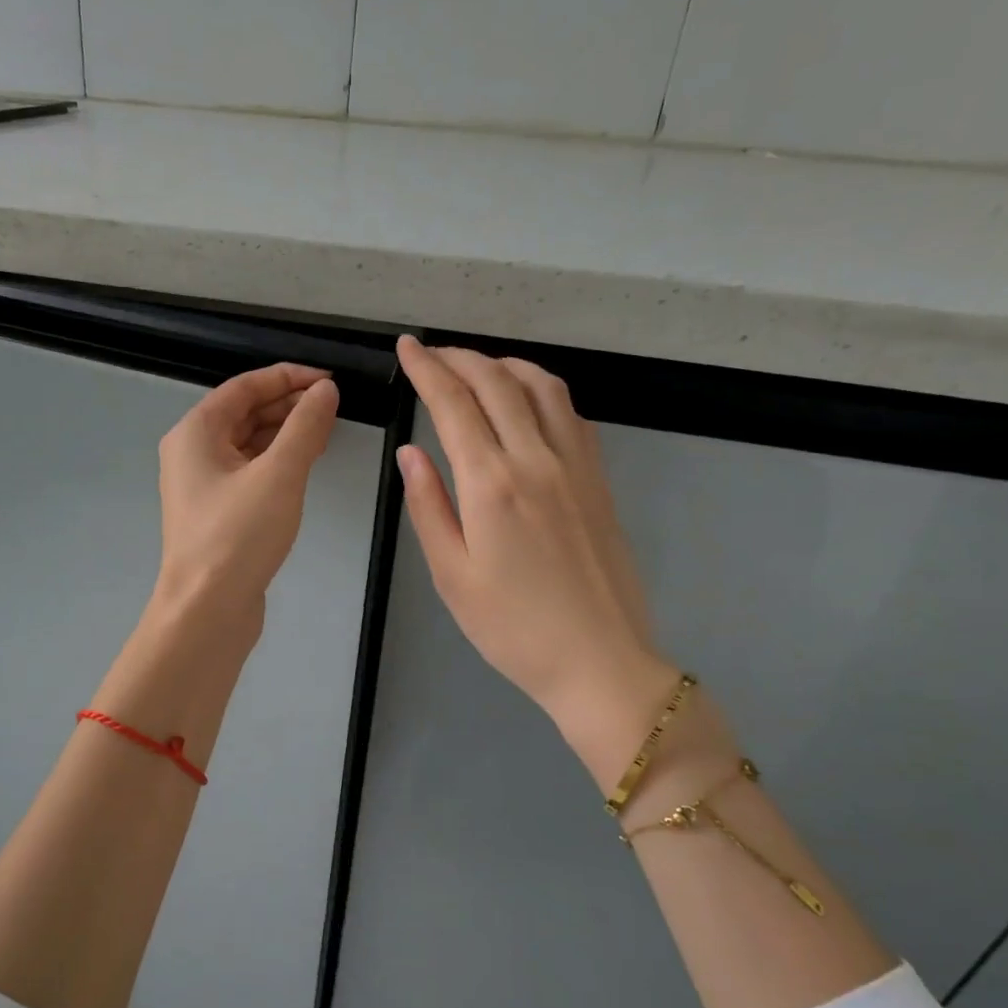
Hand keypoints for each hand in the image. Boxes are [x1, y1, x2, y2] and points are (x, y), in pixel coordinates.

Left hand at [152, 362, 339, 631]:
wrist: (207, 610)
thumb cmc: (238, 536)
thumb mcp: (279, 474)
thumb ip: (305, 426)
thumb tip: (324, 390)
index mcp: (195, 432)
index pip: (244, 387)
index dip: (287, 377)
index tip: (329, 380)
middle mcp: (192, 452)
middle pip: (243, 412)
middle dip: (288, 404)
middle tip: (333, 405)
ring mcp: (202, 484)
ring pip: (248, 443)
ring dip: (284, 432)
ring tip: (326, 430)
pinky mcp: (216, 511)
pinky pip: (249, 470)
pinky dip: (276, 461)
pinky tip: (305, 464)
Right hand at [395, 337, 676, 782]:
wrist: (599, 661)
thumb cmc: (513, 629)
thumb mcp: (451, 575)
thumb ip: (429, 506)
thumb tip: (411, 452)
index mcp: (492, 485)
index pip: (454, 404)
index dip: (428, 368)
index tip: (408, 346)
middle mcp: (536, 460)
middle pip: (497, 383)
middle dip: (460, 357)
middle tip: (432, 352)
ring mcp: (576, 466)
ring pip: (542, 387)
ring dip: (504, 364)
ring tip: (477, 366)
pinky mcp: (599, 479)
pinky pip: (570, 413)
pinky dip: (542, 389)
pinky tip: (527, 399)